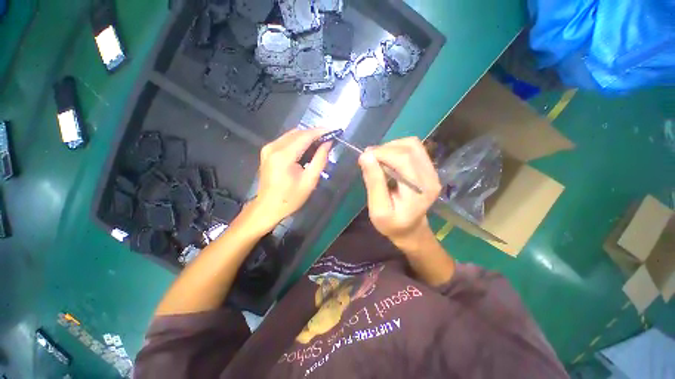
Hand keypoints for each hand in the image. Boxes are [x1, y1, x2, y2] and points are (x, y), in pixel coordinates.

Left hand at [249, 128, 330, 232]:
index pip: (305, 136)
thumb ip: (320, 160)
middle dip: (314, 134)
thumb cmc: (291, 198)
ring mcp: (268, 148)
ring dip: (307, 138)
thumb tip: (328, 143)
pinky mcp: (267, 151)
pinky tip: (306, 151)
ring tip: (319, 146)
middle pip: (298, 133)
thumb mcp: (310, 181)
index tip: (334, 130)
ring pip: (292, 135)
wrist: (268, 207)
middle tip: (328, 141)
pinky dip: (298, 142)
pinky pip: (286, 140)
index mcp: (283, 156)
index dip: (320, 132)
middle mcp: (273, 147)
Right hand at [358, 137, 441, 251]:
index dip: (382, 153)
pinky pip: (414, 149)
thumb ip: (374, 183)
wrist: (410, 229)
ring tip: (378, 159)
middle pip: (409, 148)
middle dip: (384, 149)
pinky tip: (388, 160)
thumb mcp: (378, 210)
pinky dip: (397, 149)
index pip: (403, 159)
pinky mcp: (429, 168)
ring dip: (391, 147)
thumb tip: (366, 156)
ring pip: (412, 145)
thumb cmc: (392, 224)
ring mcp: (432, 171)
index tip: (364, 158)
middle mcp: (431, 177)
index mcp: (419, 191)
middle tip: (368, 159)